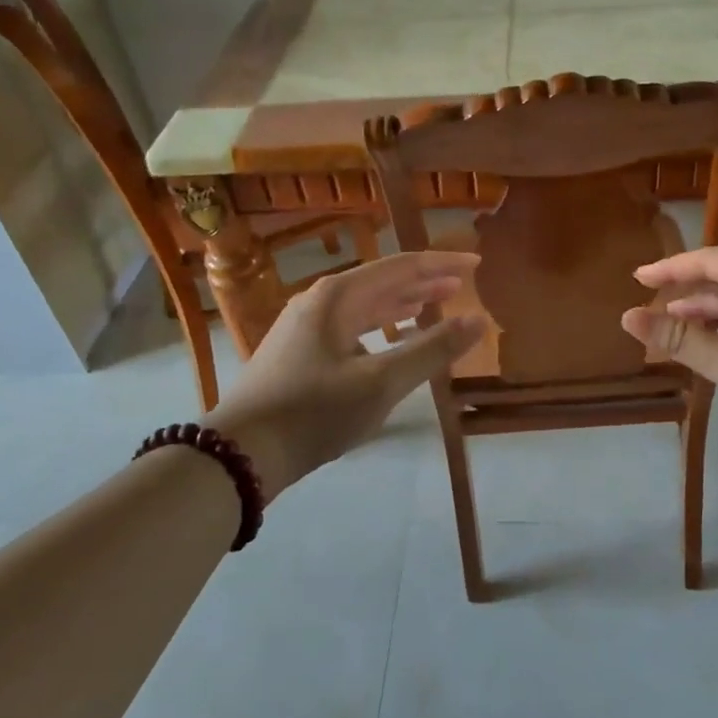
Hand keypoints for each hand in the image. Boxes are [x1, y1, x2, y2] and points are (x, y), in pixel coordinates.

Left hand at [209, 251, 485, 494]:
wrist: (239, 453)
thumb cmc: (314, 411)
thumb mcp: (381, 383)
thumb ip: (431, 350)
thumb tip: (478, 321)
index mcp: (338, 296)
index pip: (401, 266)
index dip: (442, 264)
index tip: (476, 263)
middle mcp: (319, 301)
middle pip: (381, 282)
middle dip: (423, 283)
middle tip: (461, 285)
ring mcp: (304, 327)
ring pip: (364, 306)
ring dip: (401, 304)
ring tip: (433, 306)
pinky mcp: (297, 353)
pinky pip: (349, 327)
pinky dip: (379, 328)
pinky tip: (389, 343)